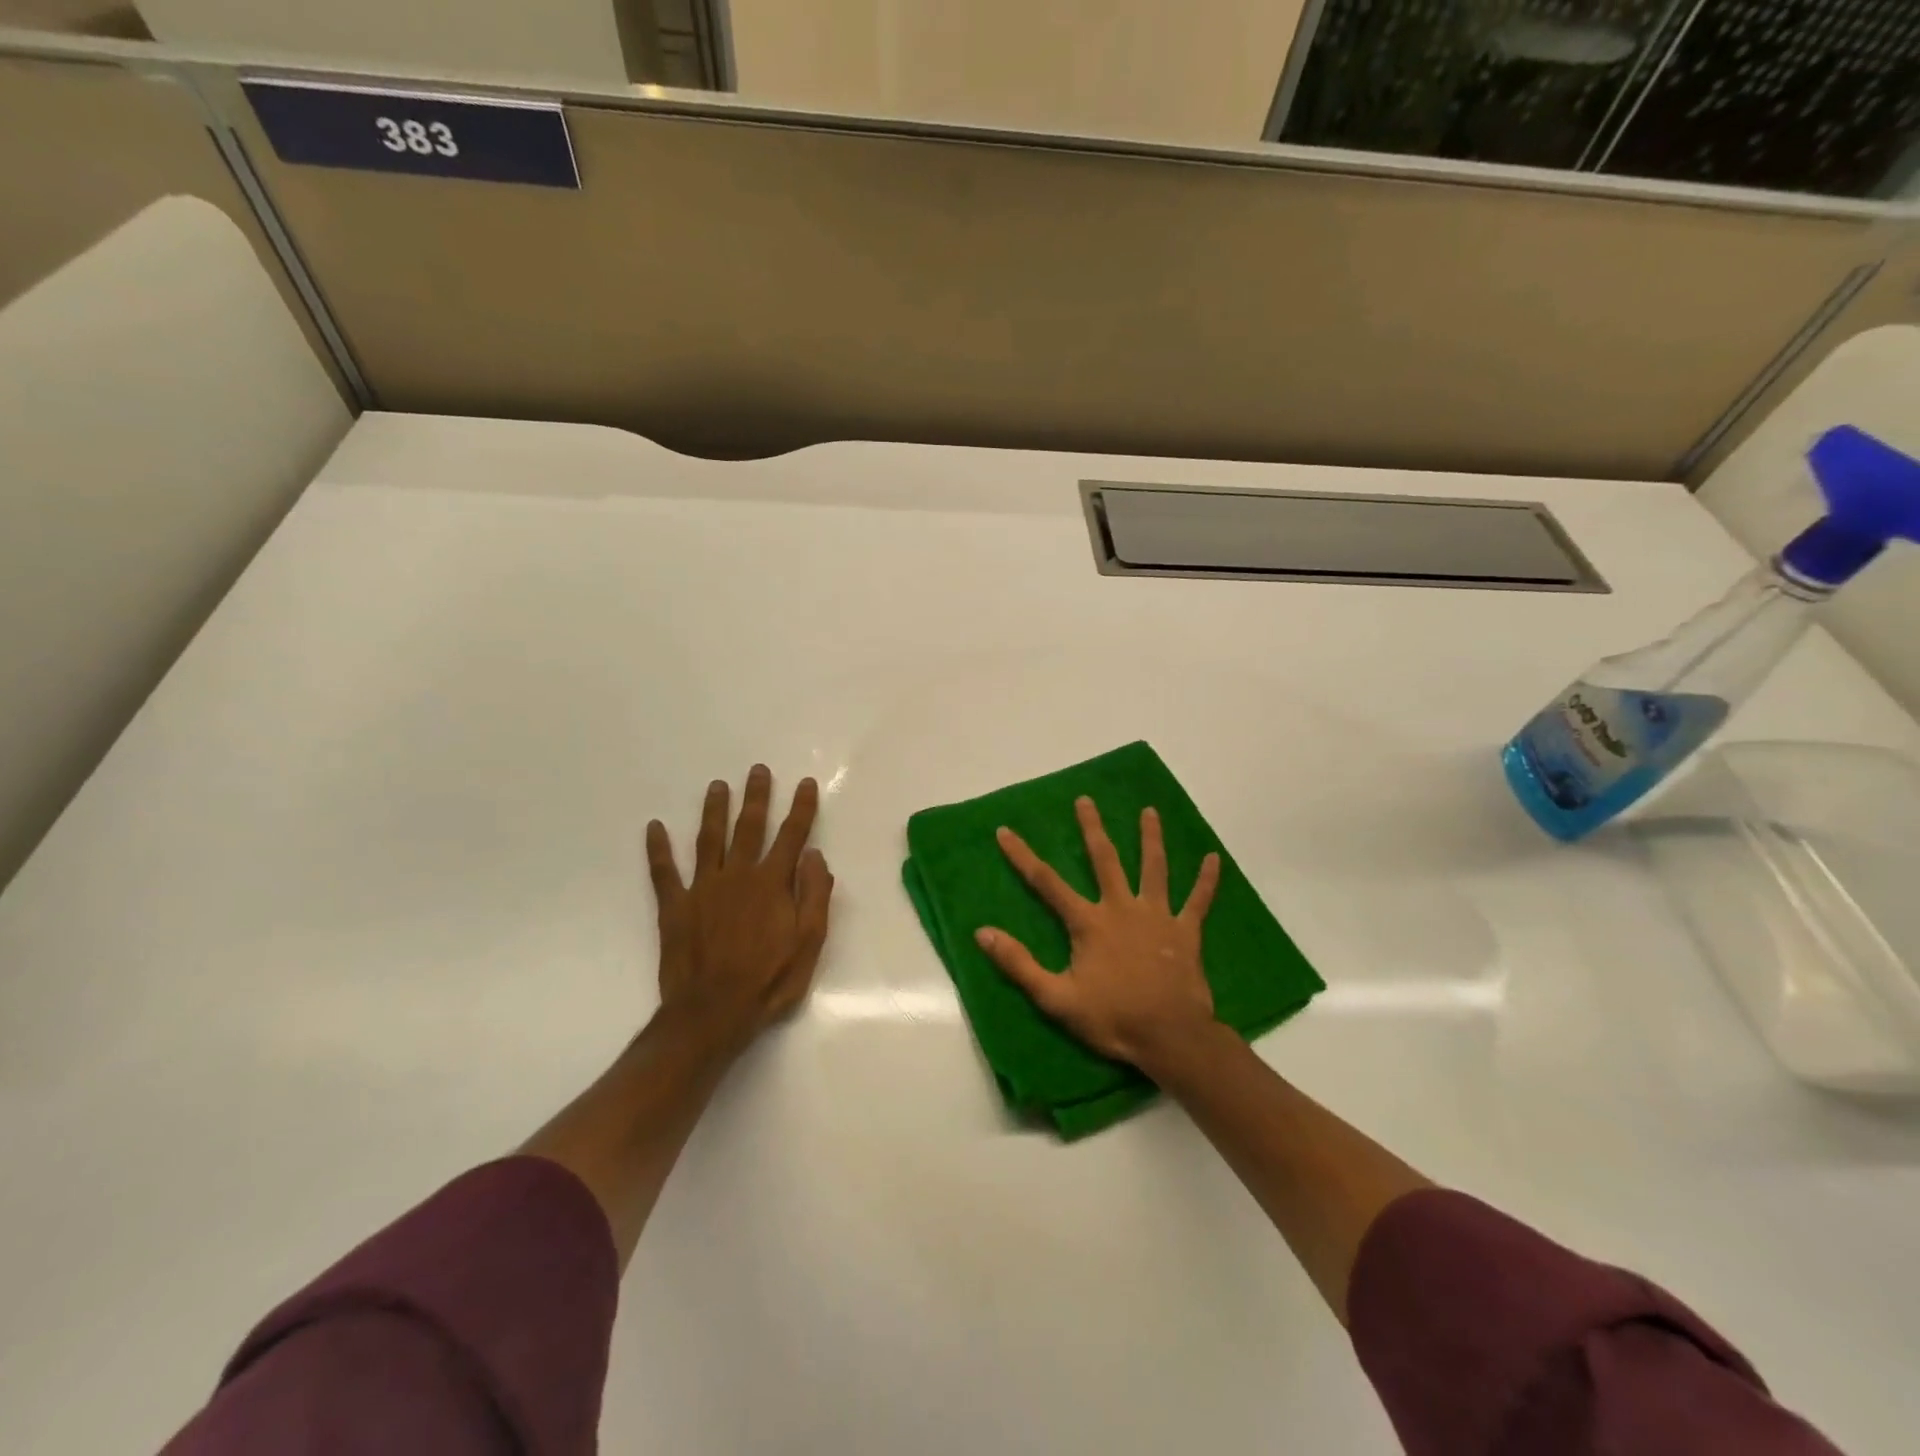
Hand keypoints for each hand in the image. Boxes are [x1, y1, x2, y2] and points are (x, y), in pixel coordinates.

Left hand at [645, 765, 833, 1054]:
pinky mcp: (675, 907)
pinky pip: (664, 872)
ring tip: (717, 785)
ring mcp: (703, 888)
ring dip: (714, 810)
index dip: (802, 808)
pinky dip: (658, 849)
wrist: (713, 1013)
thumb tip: (815, 855)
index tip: (806, 783)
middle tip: (758, 770)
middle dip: (756, 796)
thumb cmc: (769, 981)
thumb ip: (815, 895)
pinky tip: (654, 827)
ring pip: (709, 839)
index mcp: (772, 883)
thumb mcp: (809, 943)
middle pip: (749, 827)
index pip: (792, 836)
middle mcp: (738, 875)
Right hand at [974, 797, 1221, 1071]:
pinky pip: (1198, 900)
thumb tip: (982, 933)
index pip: (1047, 882)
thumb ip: (1019, 964)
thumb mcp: (1056, 998)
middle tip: (1085, 800)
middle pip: (1104, 860)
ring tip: (1150, 811)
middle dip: (1092, 828)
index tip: (1005, 831)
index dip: (1023, 856)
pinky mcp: (1186, 932)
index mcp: (1089, 923)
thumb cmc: (1112, 1018)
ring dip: (1151, 838)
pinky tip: (1214, 858)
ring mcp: (1158, 916)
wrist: (1171, 1037)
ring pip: (1154, 868)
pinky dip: (1207, 880)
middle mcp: (1122, 908)